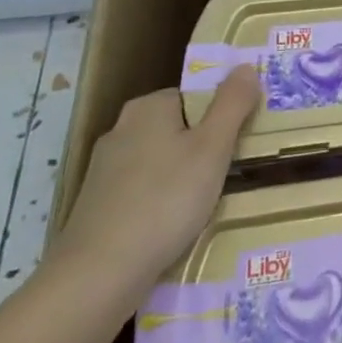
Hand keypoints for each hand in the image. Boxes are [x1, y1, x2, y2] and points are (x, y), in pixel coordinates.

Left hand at [48, 69, 260, 309]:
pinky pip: (143, 193)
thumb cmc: (165, 201)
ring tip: (205, 205)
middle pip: (177, 129)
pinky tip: (173, 227)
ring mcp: (104, 171)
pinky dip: (160, 204)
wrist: (97, 276)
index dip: (220, 117)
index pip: (195, 96)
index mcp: (147, 108)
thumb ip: (232, 103)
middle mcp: (121, 130)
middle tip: (229, 174)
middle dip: (203, 149)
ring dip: (183, 179)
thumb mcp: (213, 147)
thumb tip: (245, 66)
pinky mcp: (96, 207)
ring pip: (160, 163)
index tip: (239, 143)